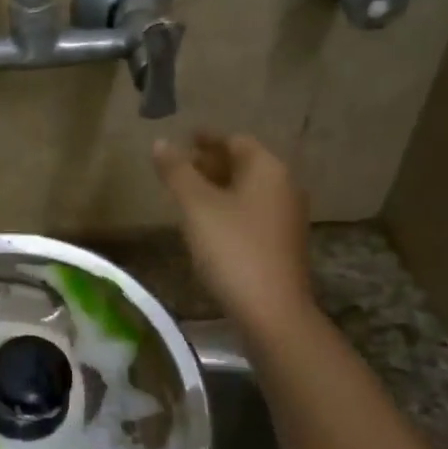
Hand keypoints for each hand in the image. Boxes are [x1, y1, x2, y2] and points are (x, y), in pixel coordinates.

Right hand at [153, 131, 316, 336]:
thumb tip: (161, 142)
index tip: (184, 139)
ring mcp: (286, 217)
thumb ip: (177, 172)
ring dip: (219, 187)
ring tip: (188, 196)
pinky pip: (252, 213)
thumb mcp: (196, 206)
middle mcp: (284, 187)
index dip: (207, 139)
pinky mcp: (282, 244)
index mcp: (267, 169)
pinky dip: (230, 209)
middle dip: (212, 163)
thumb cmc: (232, 248)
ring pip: (248, 191)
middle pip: (245, 164)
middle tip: (180, 168)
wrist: (271, 309)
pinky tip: (208, 225)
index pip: (236, 140)